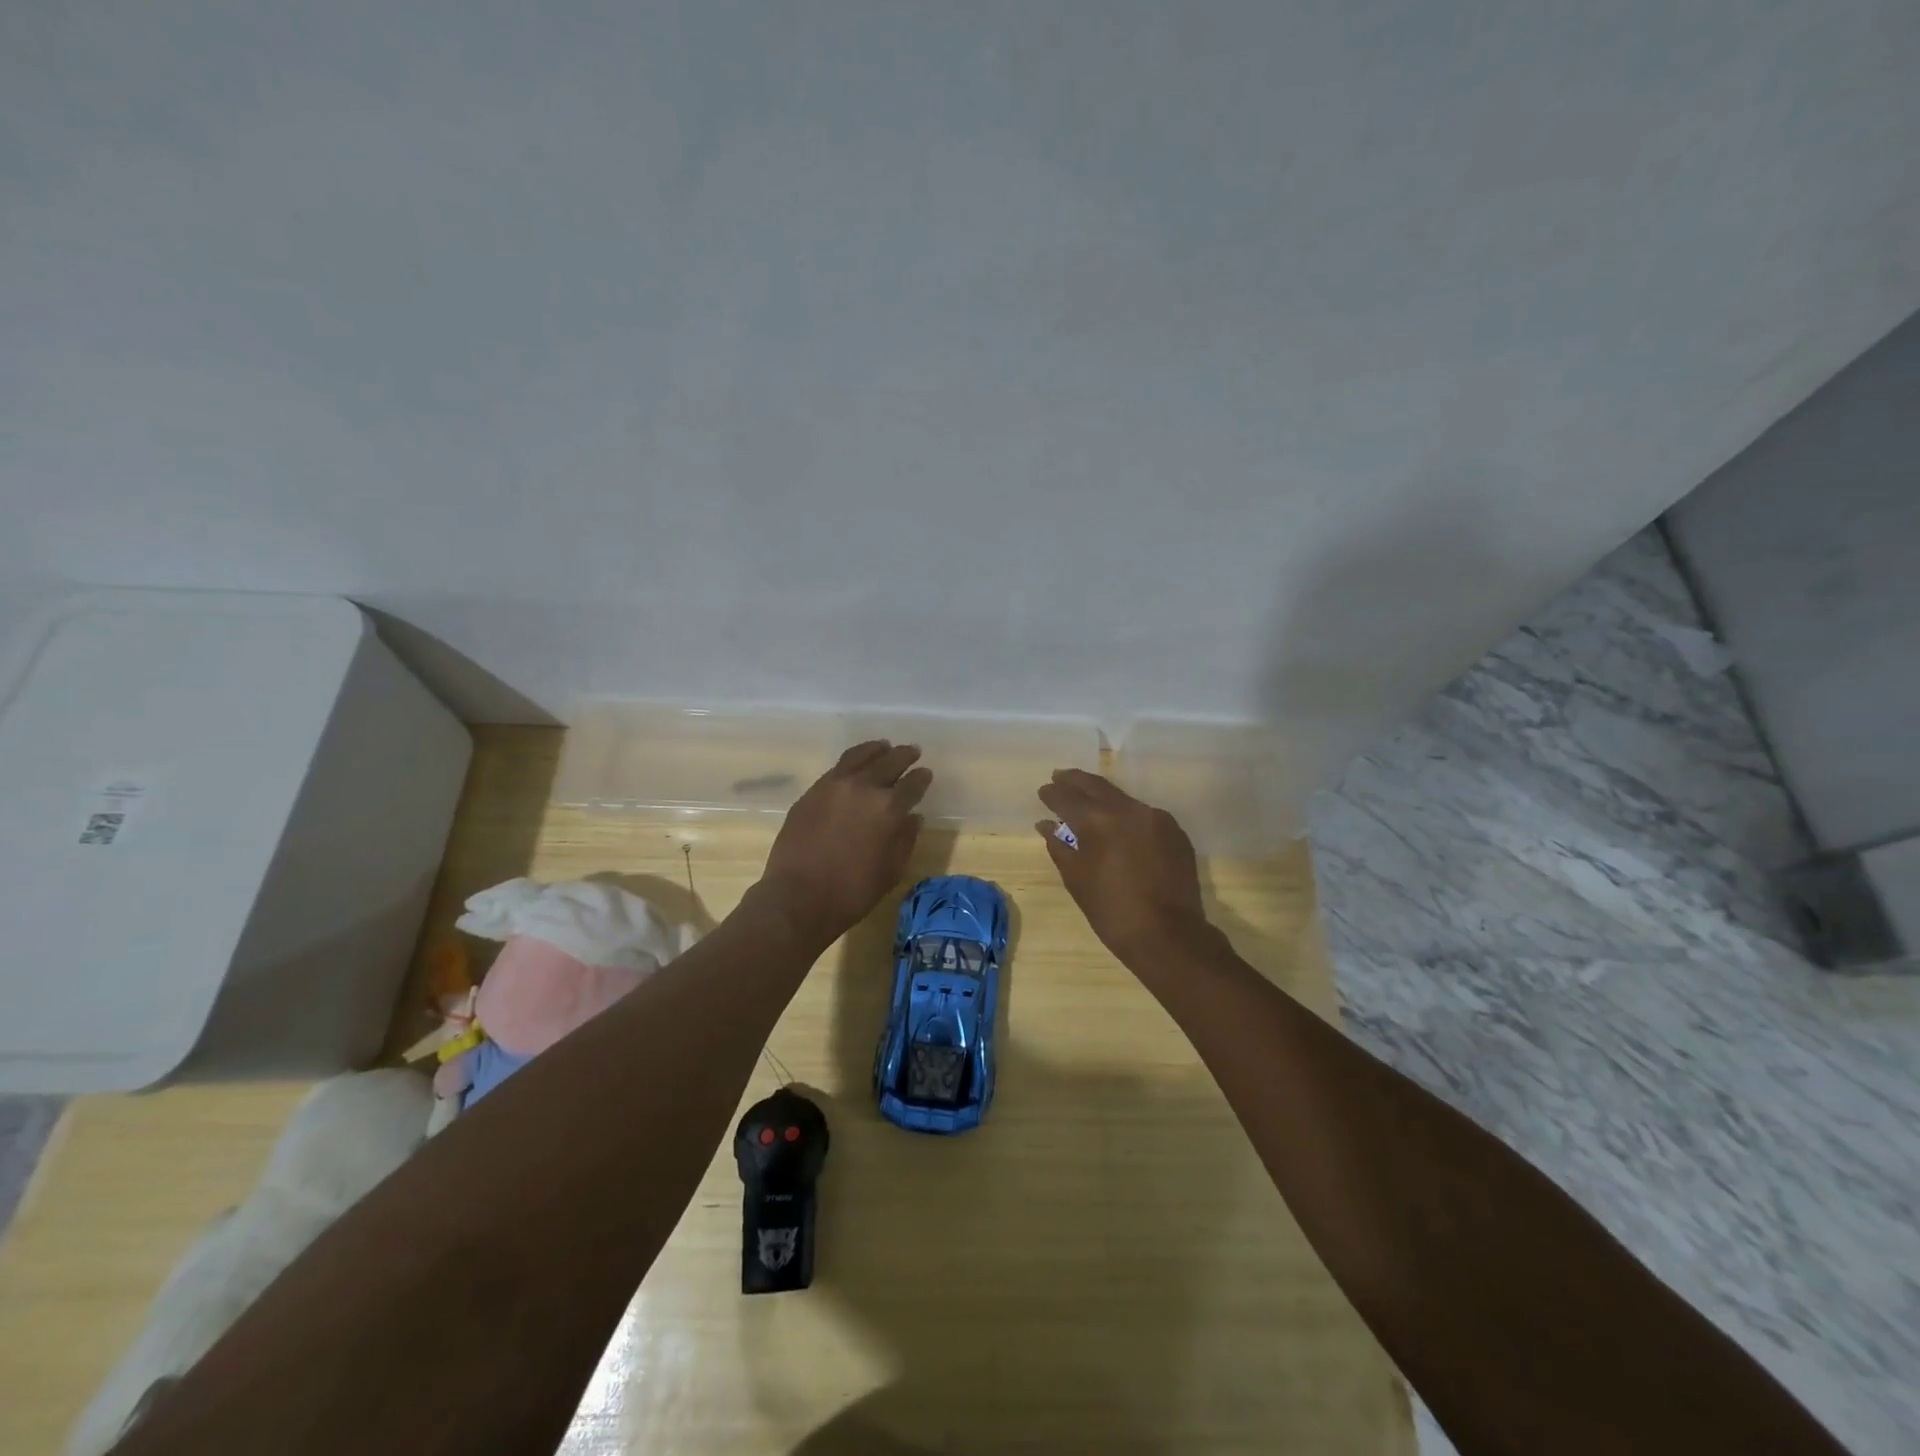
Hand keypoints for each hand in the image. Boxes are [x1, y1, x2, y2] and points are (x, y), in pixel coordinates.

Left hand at [756, 741, 932, 947]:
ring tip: (883, 747)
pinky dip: (852, 760)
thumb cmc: (852, 891)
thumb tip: (914, 817)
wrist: (798, 897)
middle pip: (889, 762)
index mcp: (889, 808)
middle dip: (904, 756)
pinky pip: (837, 767)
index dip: (921, 778)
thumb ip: (905, 839)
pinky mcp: (812, 791)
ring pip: (860, 756)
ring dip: (876, 750)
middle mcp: (863, 788)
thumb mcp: (891, 871)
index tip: (925, 774)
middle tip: (912, 751)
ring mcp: (834, 786)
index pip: (912, 784)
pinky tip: (855, 765)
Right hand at [1037, 769, 1213, 970]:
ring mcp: (1156, 818)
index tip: (1043, 791)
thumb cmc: (1113, 911)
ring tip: (1087, 799)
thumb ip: (1059, 847)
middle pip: (1096, 786)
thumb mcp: (1077, 880)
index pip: (1068, 797)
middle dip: (1075, 780)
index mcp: (1098, 821)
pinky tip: (1119, 824)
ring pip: (1122, 798)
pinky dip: (1126, 814)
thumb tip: (1046, 825)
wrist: (1169, 935)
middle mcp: (1128, 810)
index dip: (1052, 793)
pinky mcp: (1175, 831)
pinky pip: (1143, 814)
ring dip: (1102, 796)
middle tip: (1059, 777)